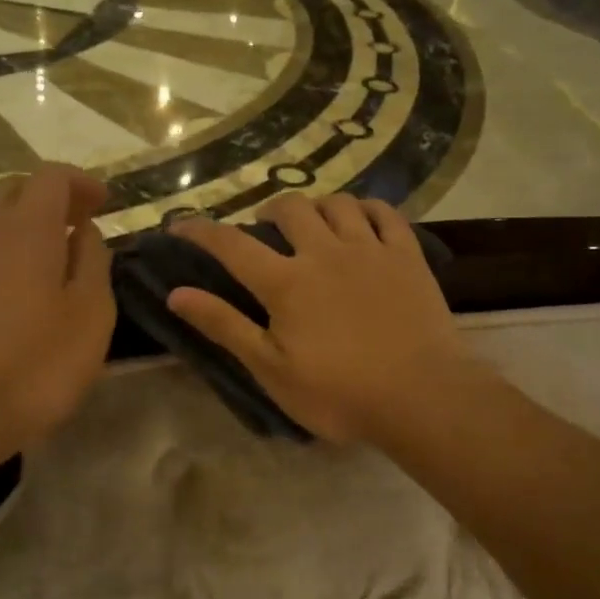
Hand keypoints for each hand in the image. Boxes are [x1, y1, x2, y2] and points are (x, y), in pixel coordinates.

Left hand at [0, 165, 114, 463]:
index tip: (103, 202)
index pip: (52, 177)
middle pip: (14, 189)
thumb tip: (84, 233)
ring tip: (46, 255)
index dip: (81, 182)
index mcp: (26, 229)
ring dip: (19, 223)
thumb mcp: (90, 317)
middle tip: (78, 224)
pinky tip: (8, 285)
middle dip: (49, 197)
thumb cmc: (34, 367)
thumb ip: (93, 264)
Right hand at [167, 194, 475, 443]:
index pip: (232, 245)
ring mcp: (370, 249)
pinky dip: (367, 208)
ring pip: (337, 203)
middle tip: (265, 232)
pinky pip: (385, 213)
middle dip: (268, 212)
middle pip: (290, 209)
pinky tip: (361, 220)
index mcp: (286, 282)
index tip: (180, 223)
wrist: (422, 396)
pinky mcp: (407, 256)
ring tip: (312, 224)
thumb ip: (225, 327)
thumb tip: (177, 294)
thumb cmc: (340, 392)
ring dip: (316, 206)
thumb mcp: (272, 370)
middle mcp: (325, 252)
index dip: (201, 231)